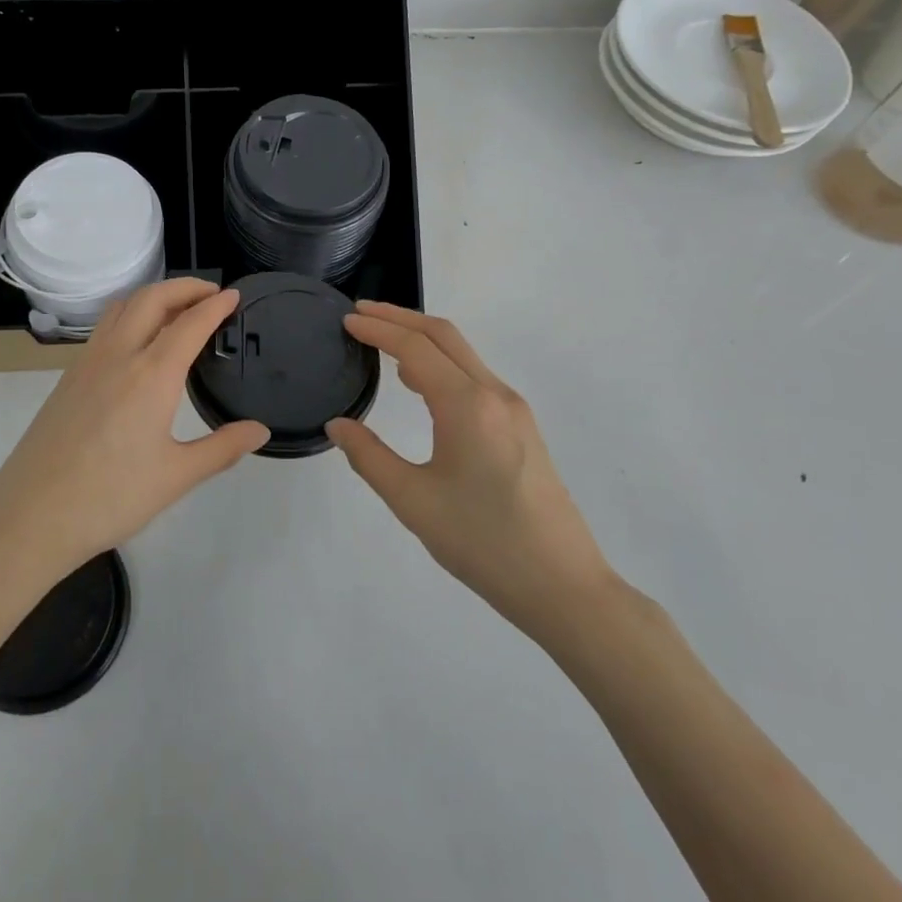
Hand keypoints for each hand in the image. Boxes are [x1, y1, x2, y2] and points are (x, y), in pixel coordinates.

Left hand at [0, 278, 269, 586]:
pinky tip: (138, 341)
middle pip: (152, 299)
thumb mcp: (176, 477)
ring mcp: (88, 362)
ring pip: (123, 307)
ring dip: (154, 296)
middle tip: (211, 294)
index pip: (190, 323)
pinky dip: (130, 314)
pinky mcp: (68, 377)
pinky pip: (104, 327)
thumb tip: (260, 431)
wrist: (32, 516)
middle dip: (184, 287)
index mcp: (151, 375)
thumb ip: (222, 448)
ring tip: (177, 309)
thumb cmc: (110, 498)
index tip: (234, 295)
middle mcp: (119, 355)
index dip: (215, 305)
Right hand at [327, 302, 613, 636]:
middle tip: (360, 315)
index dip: (378, 329)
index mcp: (467, 406)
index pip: (415, 348)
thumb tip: (337, 425)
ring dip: (422, 340)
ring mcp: (514, 410)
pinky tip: (421, 385)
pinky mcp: (522, 428)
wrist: (564, 587)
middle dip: (400, 318)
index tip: (346, 321)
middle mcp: (494, 394)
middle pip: (444, 336)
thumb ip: (369, 457)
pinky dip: (442, 364)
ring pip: (463, 355)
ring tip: (382, 344)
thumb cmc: (483, 543)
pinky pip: (475, 377)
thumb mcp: (413, 501)